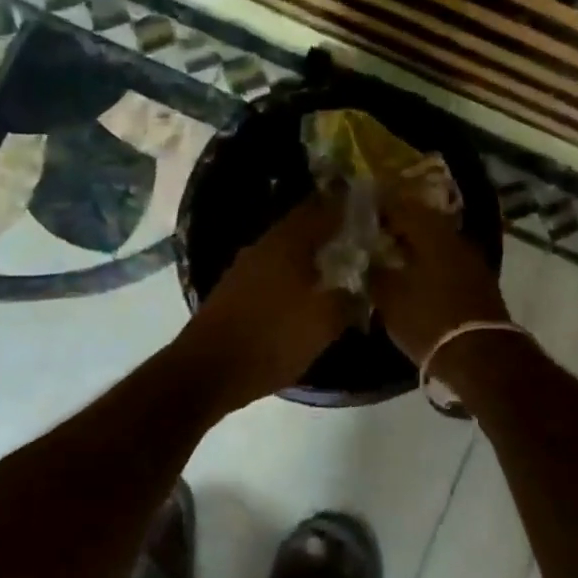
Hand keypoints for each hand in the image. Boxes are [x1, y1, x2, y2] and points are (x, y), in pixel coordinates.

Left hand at [181, 194, 361, 412]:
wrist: (208, 370)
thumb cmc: (272, 339)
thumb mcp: (324, 323)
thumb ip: (348, 299)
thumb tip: (362, 286)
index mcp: (288, 242)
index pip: (322, 208)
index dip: (346, 206)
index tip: (369, 209)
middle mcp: (265, 244)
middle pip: (303, 226)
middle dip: (330, 230)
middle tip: (359, 240)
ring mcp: (246, 266)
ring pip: (287, 249)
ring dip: (311, 254)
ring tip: (338, 267)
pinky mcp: (235, 288)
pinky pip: (273, 270)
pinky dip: (293, 274)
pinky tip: (306, 292)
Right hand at [368, 183, 509, 364]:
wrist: (481, 356)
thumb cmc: (429, 320)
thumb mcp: (390, 298)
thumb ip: (375, 271)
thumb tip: (368, 256)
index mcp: (431, 233)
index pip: (401, 208)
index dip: (380, 211)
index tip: (363, 217)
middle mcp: (455, 238)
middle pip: (423, 222)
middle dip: (400, 227)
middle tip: (378, 236)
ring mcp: (472, 259)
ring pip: (438, 242)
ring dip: (417, 246)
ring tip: (395, 257)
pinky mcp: (480, 280)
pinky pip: (449, 260)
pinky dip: (432, 263)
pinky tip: (418, 276)